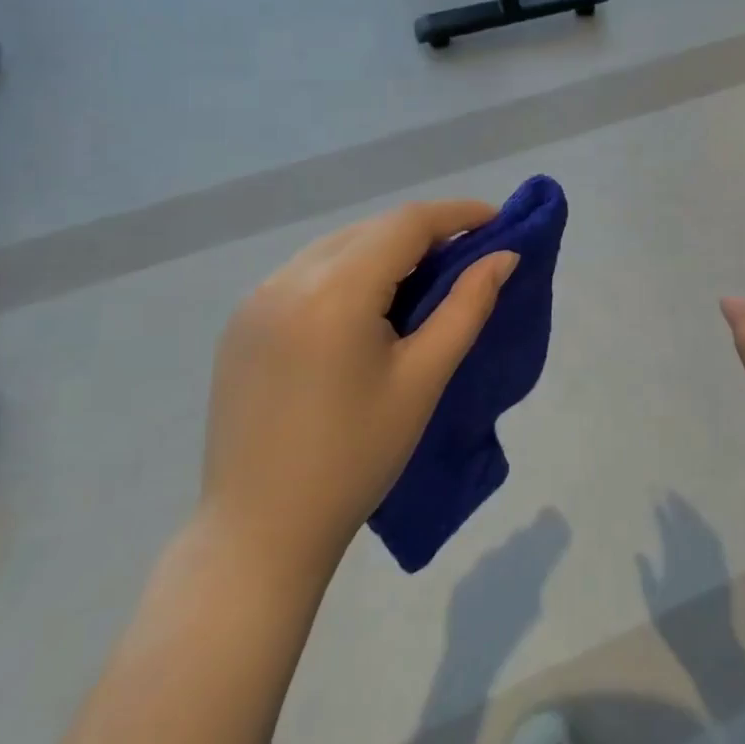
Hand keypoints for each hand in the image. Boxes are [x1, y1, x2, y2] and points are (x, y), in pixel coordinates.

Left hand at [199, 199, 519, 589]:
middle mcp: (288, 278)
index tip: (497, 219)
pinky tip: (365, 306)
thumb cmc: (356, 458)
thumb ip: (466, 307)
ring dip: (384, 250)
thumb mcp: (422, 380)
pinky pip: (306, 273)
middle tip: (466, 256)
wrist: (261, 529)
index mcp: (333, 291)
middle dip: (423, 233)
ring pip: (337, 247)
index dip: (457, 214)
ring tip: (422, 280)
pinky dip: (347, 272)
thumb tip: (503, 258)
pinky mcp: (242, 321)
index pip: (406, 224)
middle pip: (371, 229)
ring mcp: (256, 298)